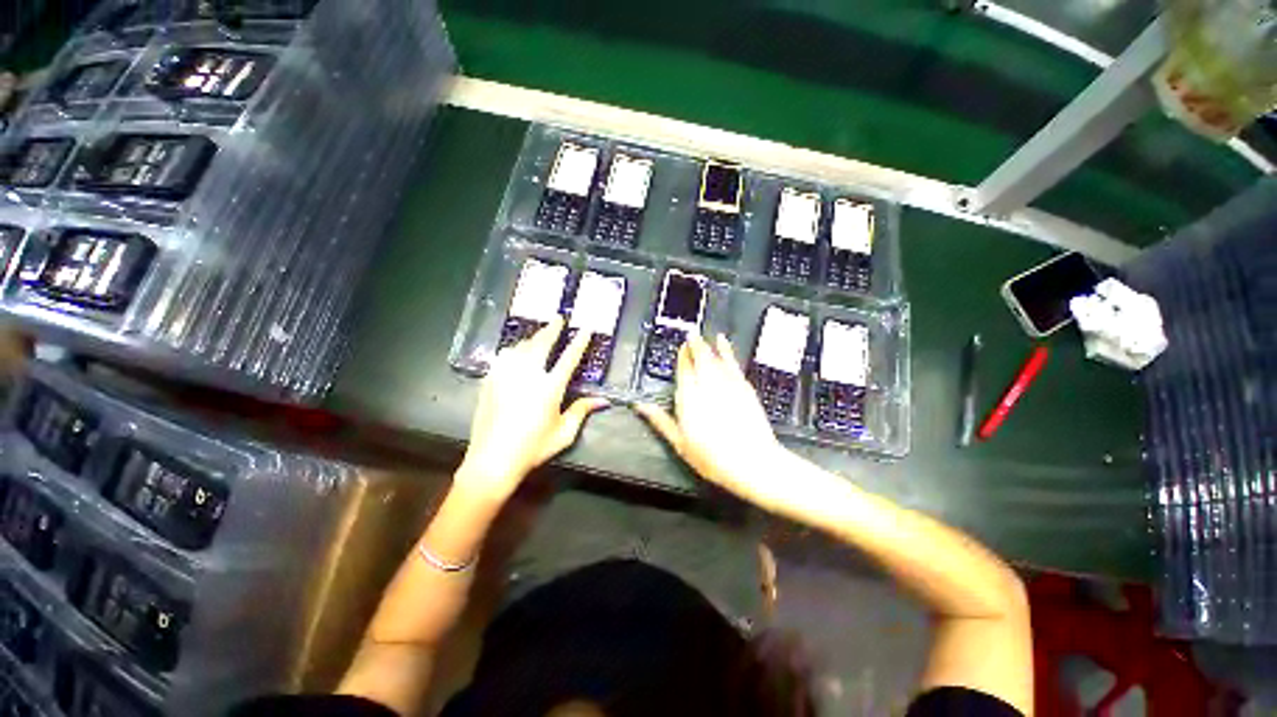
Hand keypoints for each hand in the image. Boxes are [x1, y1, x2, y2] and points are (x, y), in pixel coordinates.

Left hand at [458, 316, 608, 505]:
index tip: (586, 328)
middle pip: (542, 343)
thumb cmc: (533, 447)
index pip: (569, 358)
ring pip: (521, 347)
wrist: (492, 459)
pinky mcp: (490, 381)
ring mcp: (506, 376)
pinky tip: (515, 352)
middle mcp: (528, 375)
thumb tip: (603, 400)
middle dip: (552, 329)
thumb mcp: (564, 433)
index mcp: (550, 388)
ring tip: (539, 335)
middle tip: (558, 318)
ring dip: (533, 338)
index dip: (579, 342)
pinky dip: (513, 350)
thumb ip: (582, 411)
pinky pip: (503, 357)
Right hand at [634, 334, 792, 510]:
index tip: (679, 350)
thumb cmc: (713, 457)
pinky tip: (724, 342)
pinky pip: (732, 362)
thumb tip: (640, 407)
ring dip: (707, 345)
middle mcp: (707, 386)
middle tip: (690, 334)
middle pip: (699, 359)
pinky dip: (727, 350)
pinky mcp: (743, 386)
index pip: (683, 371)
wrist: (751, 462)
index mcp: (689, 398)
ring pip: (714, 358)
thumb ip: (659, 420)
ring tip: (702, 336)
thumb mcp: (679, 442)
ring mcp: (727, 384)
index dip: (681, 358)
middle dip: (693, 345)